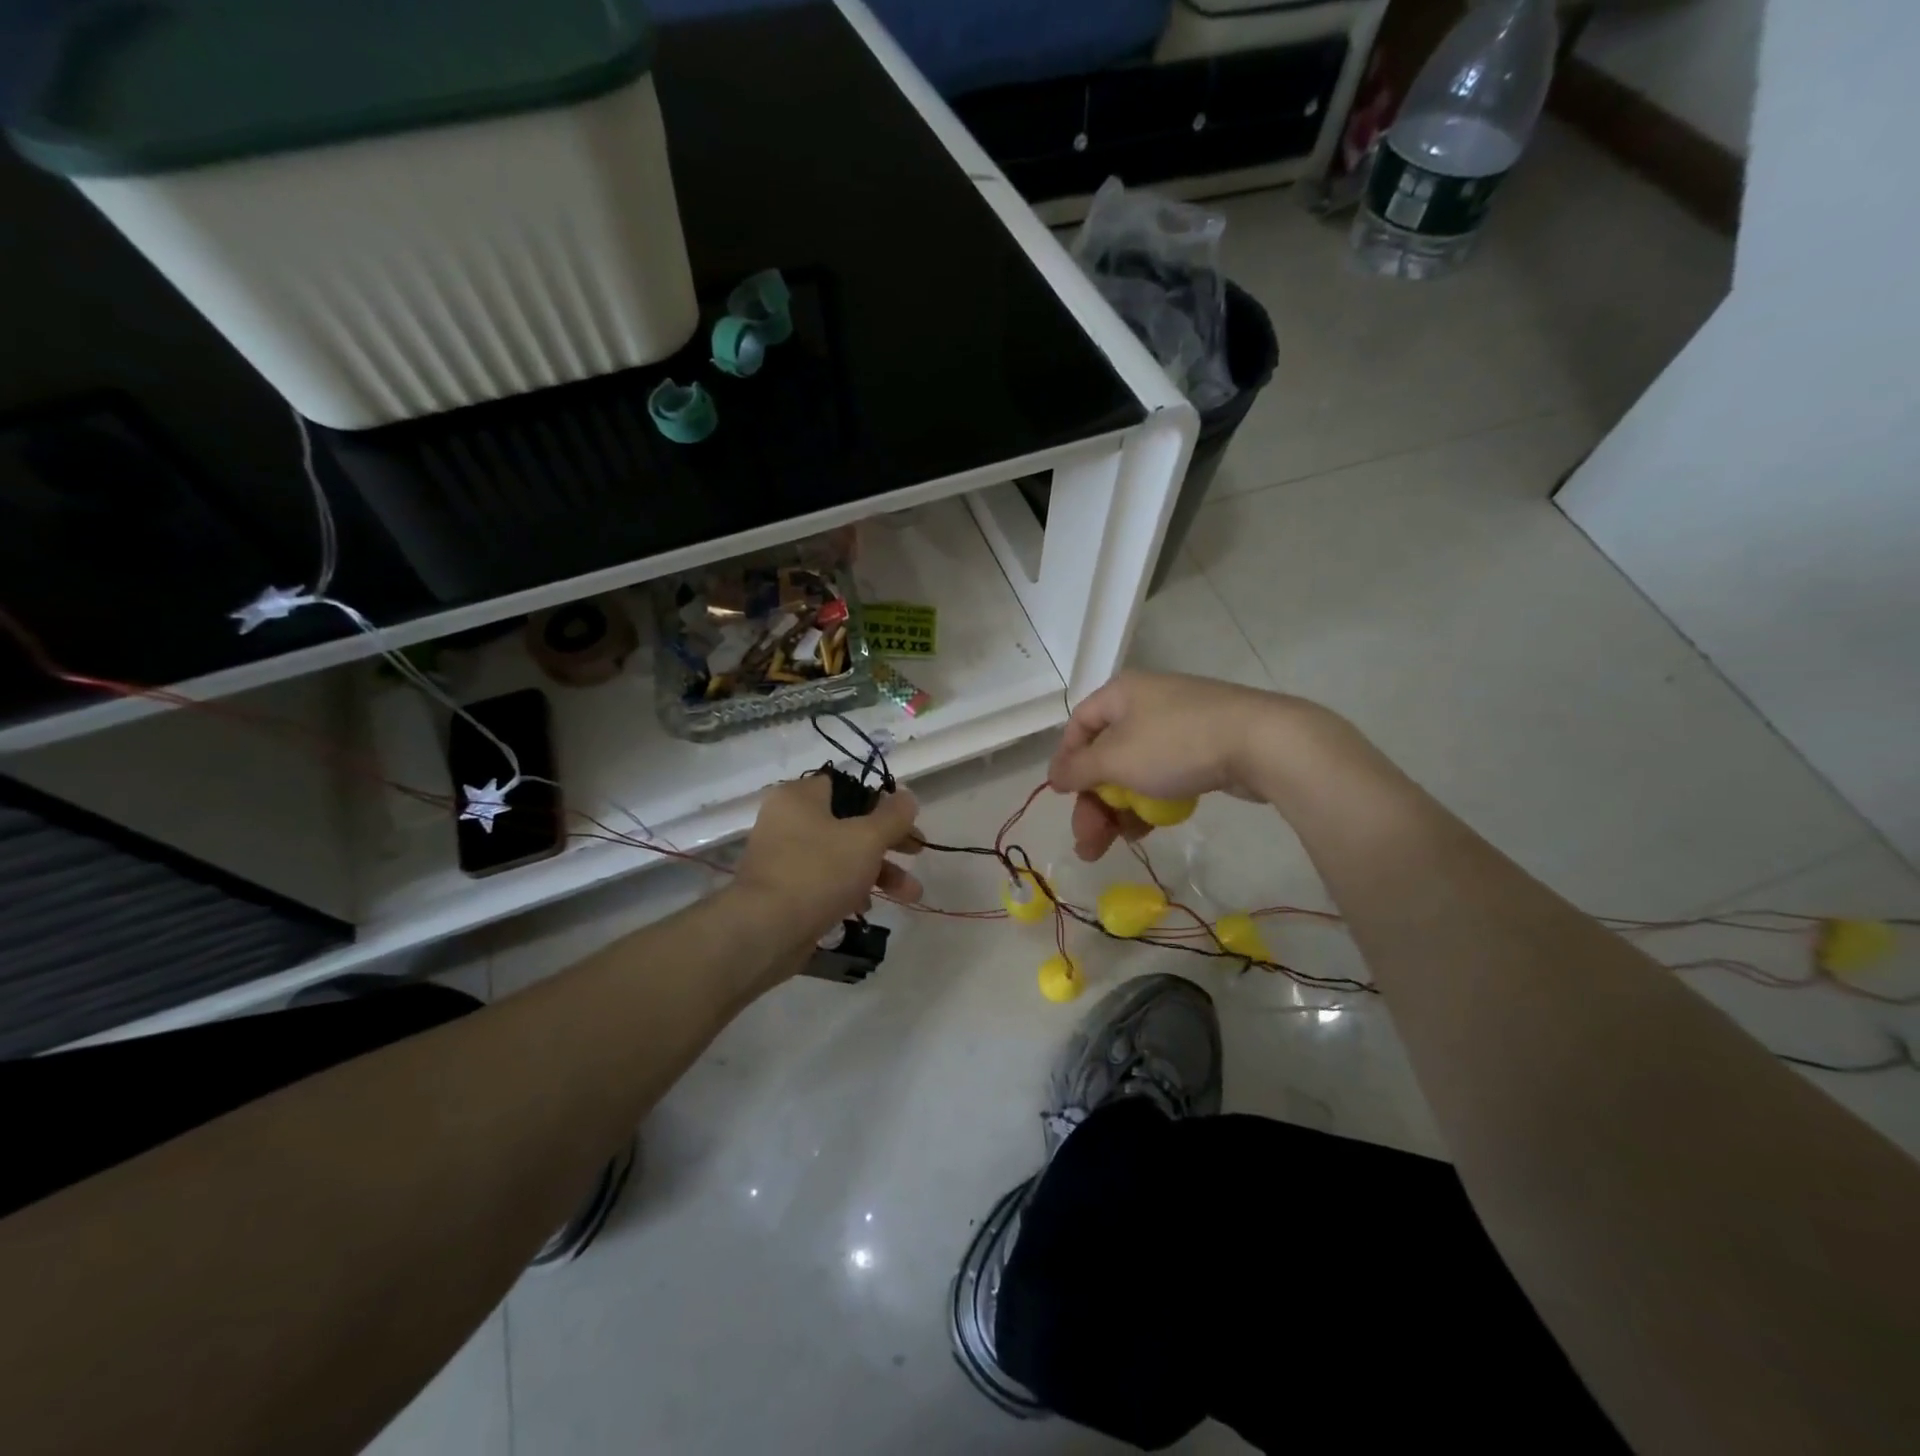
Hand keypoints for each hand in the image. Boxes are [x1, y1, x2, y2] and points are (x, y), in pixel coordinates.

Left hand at [729, 774, 922, 959]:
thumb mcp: (866, 838)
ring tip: (911, 895)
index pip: (848, 787)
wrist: (764, 932)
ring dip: (878, 872)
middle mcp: (787, 821)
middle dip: (888, 843)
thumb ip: (893, 815)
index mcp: (800, 797)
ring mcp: (784, 858)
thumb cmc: (817, 872)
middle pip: (849, 823)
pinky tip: (868, 909)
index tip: (907, 822)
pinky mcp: (784, 892)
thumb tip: (907, 797)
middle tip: (917, 853)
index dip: (882, 802)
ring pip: (841, 856)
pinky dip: (850, 891)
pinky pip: (825, 882)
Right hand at [1048, 671, 1303, 860]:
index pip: (1078, 726)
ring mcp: (1178, 724)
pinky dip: (1149, 801)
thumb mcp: (1116, 759)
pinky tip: (1144, 831)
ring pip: (1134, 770)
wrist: (1262, 743)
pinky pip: (1163, 775)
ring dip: (1117, 809)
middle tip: (1087, 841)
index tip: (1063, 798)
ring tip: (1112, 846)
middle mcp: (1146, 703)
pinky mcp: (1204, 747)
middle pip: (1105, 755)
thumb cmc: (1176, 744)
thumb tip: (1055, 776)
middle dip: (1093, 801)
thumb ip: (1079, 770)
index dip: (1066, 763)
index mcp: (1121, 694)